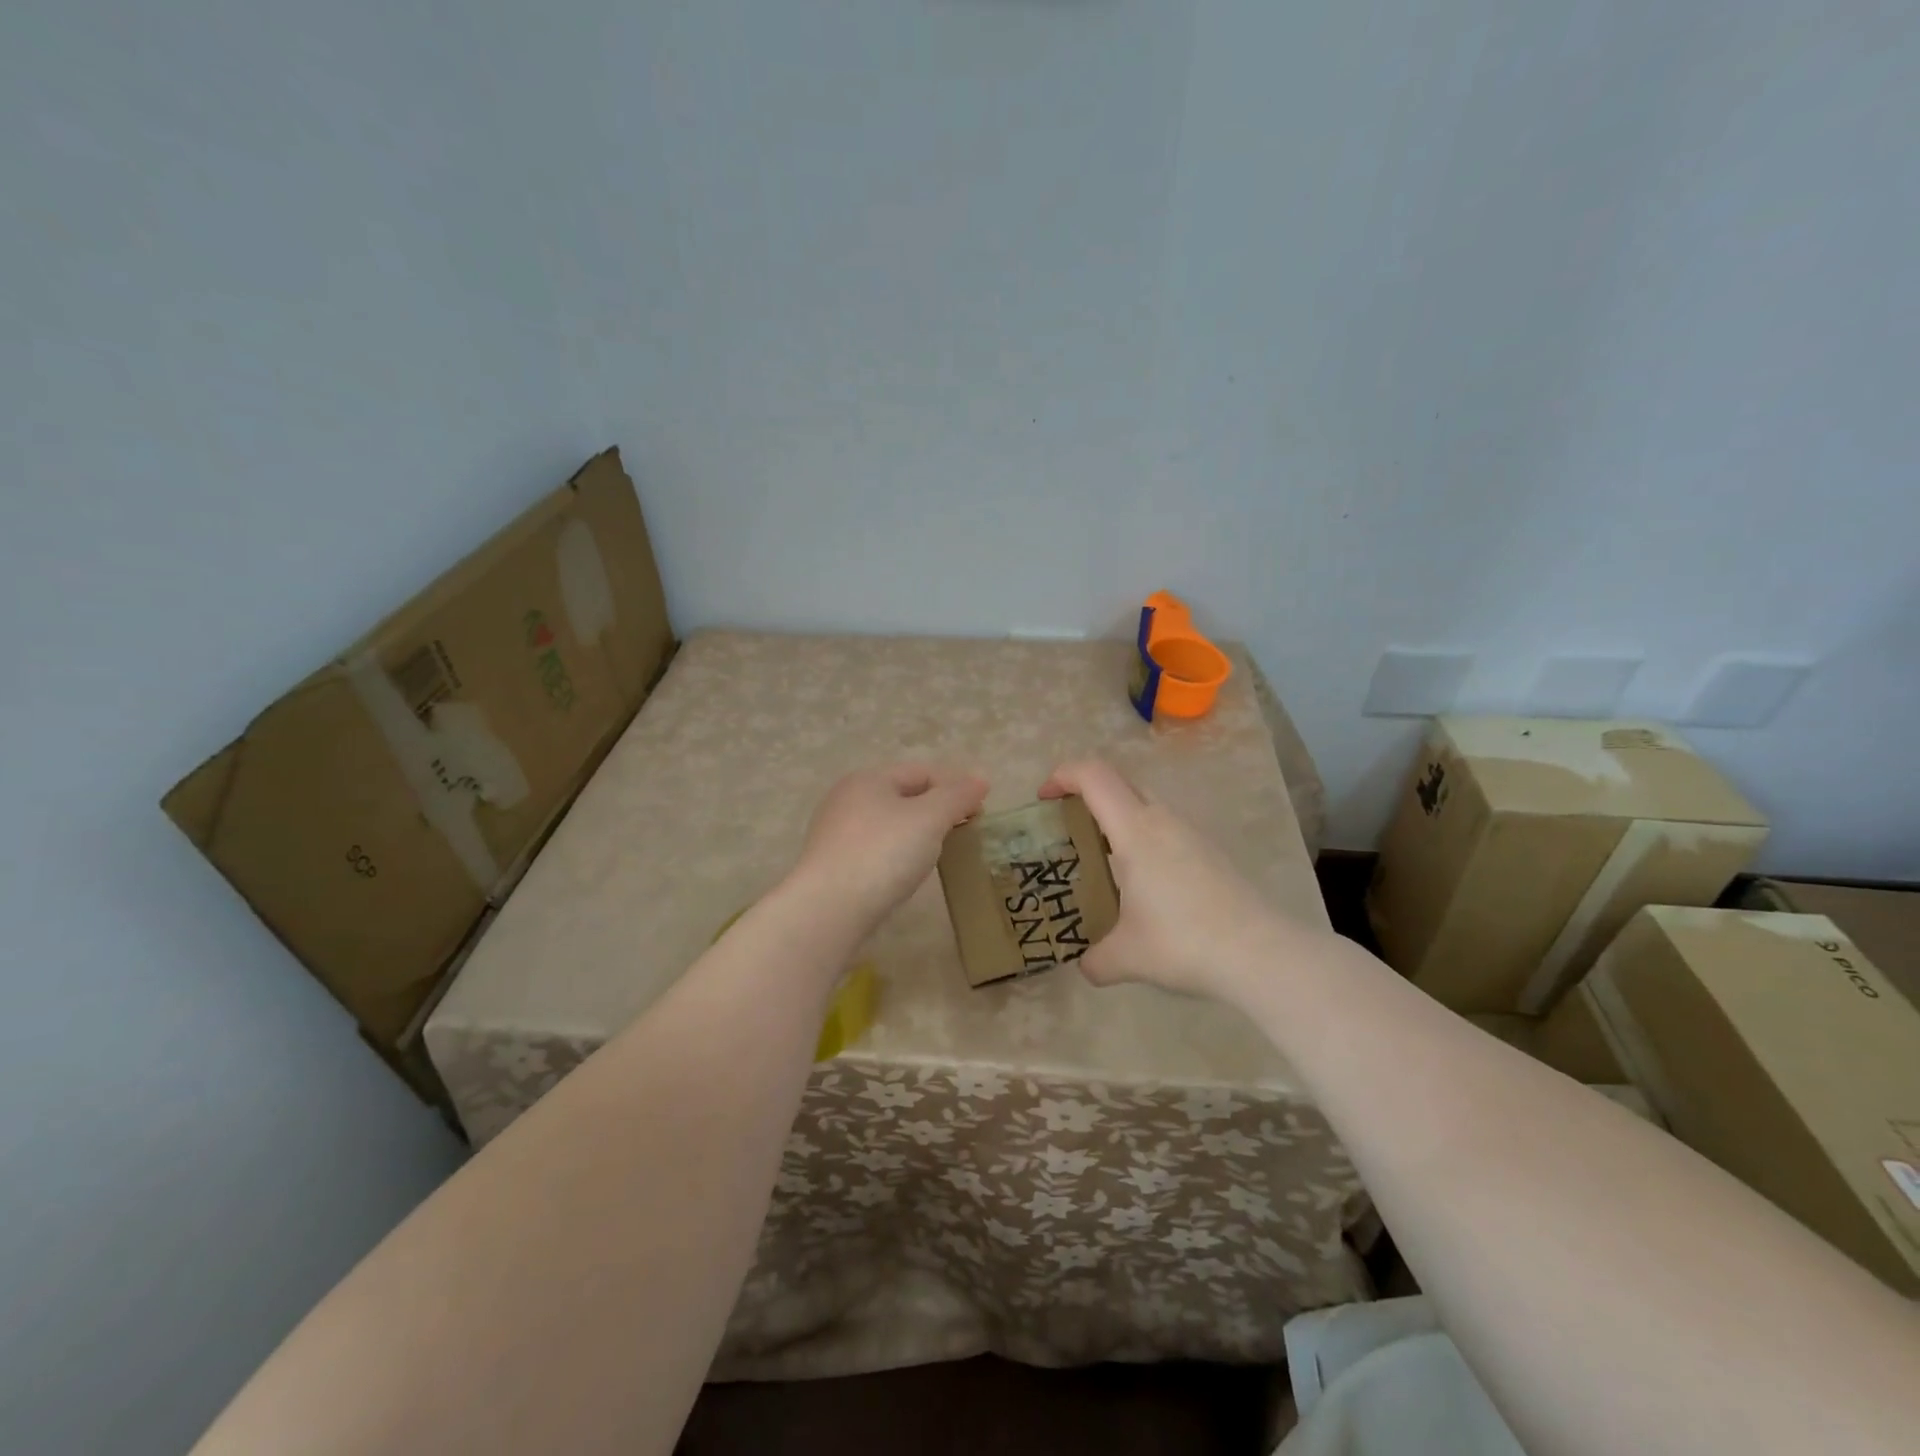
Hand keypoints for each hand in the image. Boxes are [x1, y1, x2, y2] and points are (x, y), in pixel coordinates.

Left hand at [789, 764, 988, 935]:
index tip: (981, 812)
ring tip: (939, 853)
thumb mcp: (929, 818)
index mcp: (869, 779)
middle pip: (903, 795)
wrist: (829, 909)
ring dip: (916, 833)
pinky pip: (875, 849)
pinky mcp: (832, 864)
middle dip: (936, 810)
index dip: (955, 786)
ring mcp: (835, 832)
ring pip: (888, 823)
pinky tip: (905, 873)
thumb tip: (980, 779)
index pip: (922, 771)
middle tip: (964, 832)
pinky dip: (896, 854)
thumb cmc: (883, 853)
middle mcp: (847, 798)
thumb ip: (957, 796)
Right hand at [1039, 759, 1297, 1003]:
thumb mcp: (1127, 957)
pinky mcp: (1211, 851)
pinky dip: (1144, 840)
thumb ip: (1097, 959)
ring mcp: (1192, 833)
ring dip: (1118, 819)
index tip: (1044, 798)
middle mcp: (1163, 820)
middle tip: (1069, 830)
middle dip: (1087, 795)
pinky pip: (1166, 828)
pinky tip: (1145, 885)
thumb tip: (1087, 966)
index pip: (1094, 776)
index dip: (1063, 775)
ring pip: (1146, 805)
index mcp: (1135, 830)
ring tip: (1104, 861)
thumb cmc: (1183, 942)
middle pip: (1119, 783)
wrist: (1261, 953)